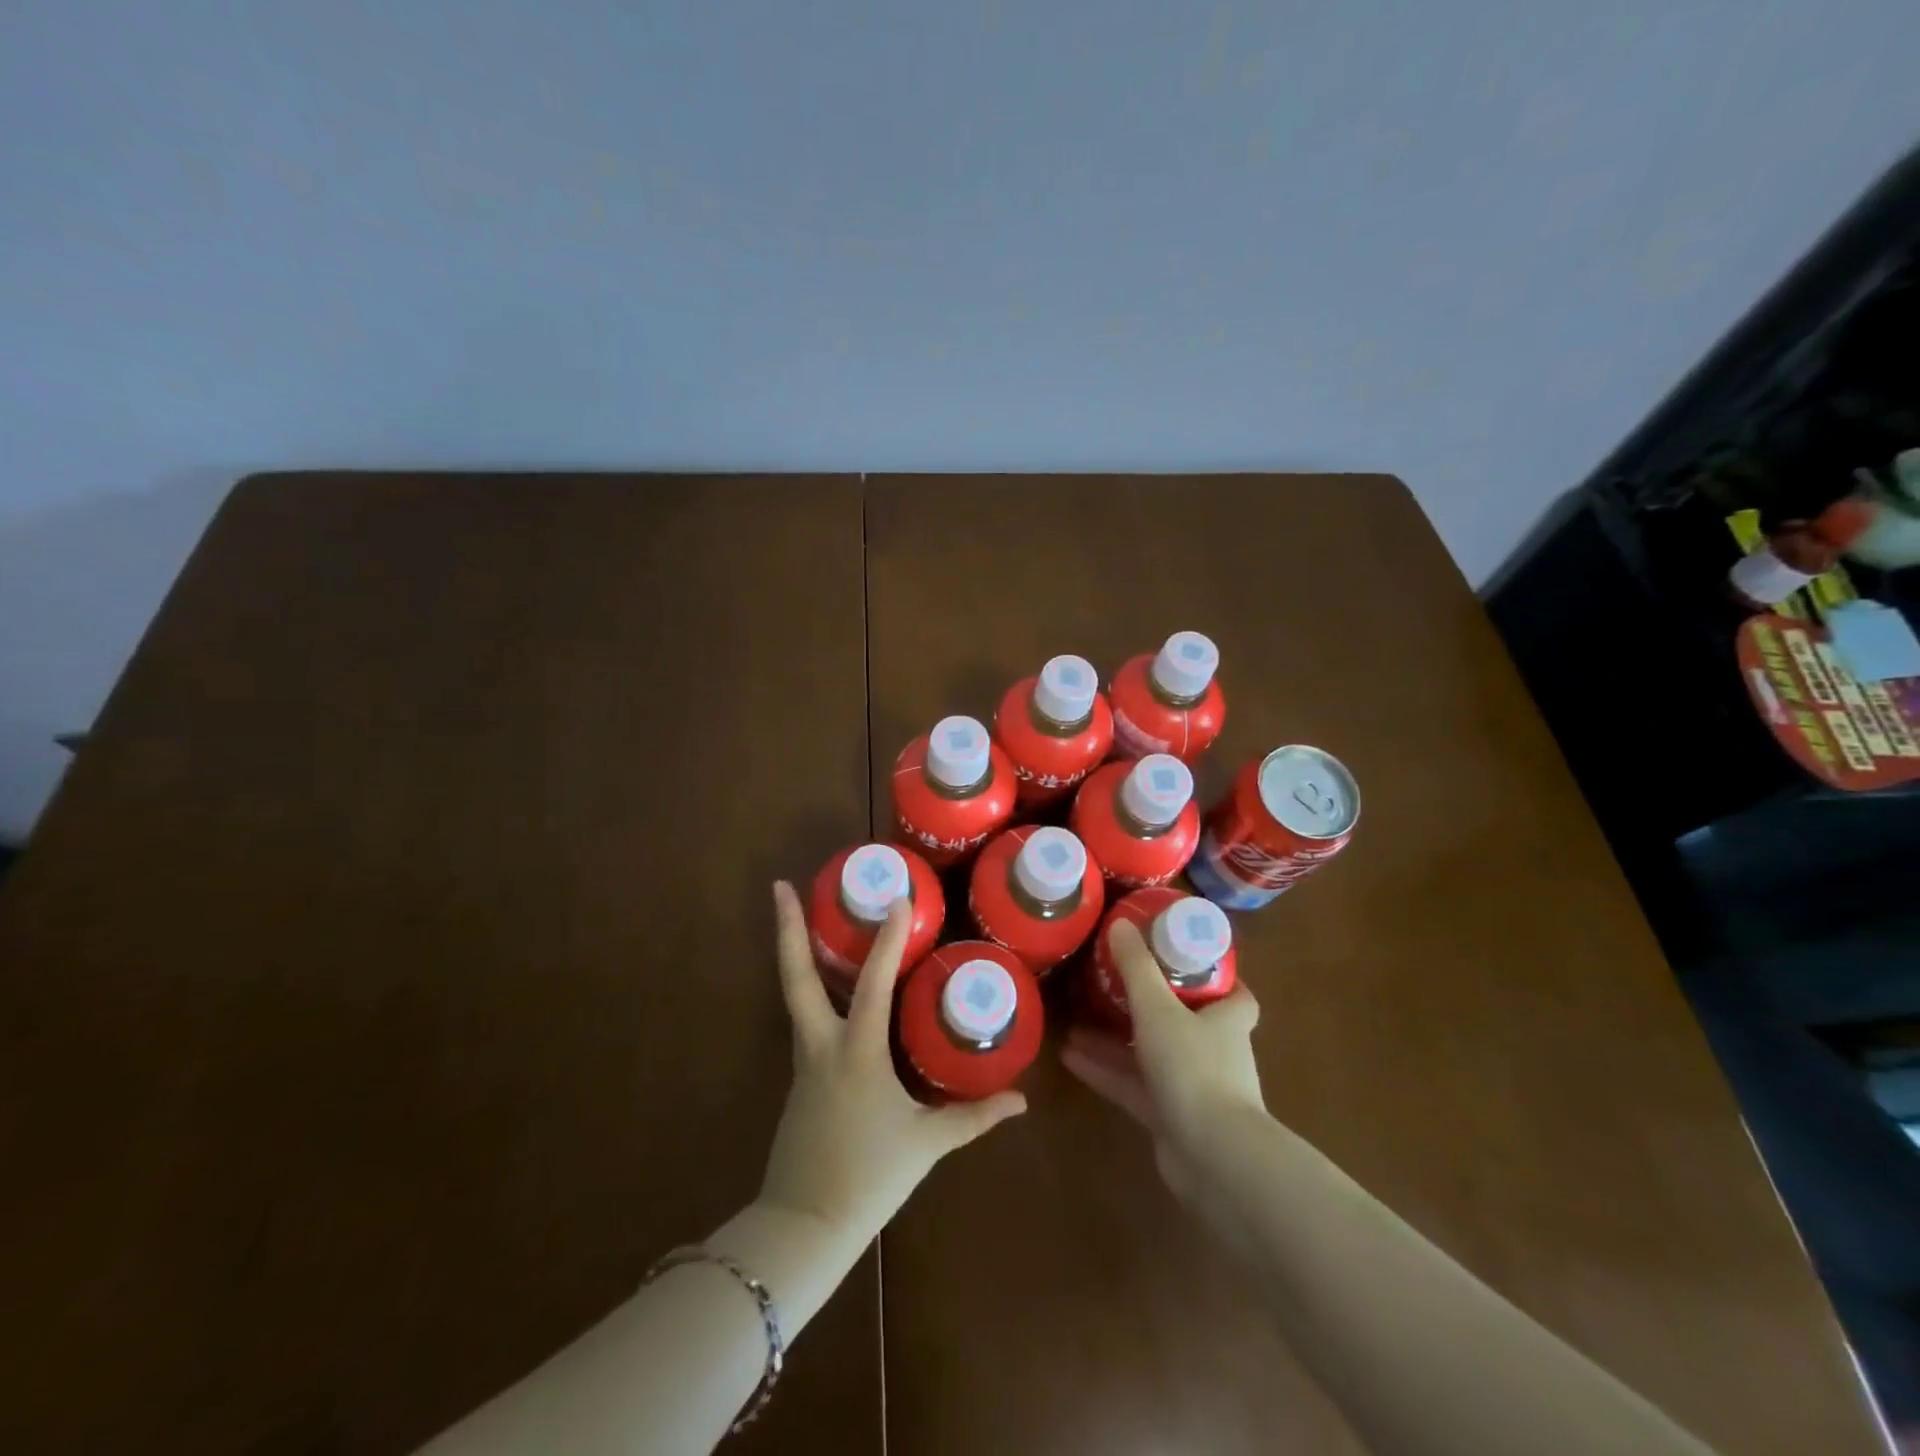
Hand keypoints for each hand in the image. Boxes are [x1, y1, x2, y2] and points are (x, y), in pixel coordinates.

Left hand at [757, 882, 1025, 1250]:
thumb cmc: (869, 1177)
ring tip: (796, 919)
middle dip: (789, 928)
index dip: (887, 938)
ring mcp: (803, 1060)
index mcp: (857, 1051)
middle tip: (781, 886)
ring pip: (794, 995)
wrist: (803, 1226)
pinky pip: (804, 1020)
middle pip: (796, 976)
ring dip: (793, 953)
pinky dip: (809, 991)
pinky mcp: (798, 1078)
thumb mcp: (927, 1144)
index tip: (896, 898)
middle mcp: (822, 1044)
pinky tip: (825, 989)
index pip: (874, 982)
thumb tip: (1021, 1101)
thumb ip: (974, 1118)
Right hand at [1061, 919, 1264, 1202]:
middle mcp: (1214, 1050)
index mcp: (1226, 1019)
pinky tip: (1069, 1057)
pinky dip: (1105, 1071)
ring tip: (1074, 1020)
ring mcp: (1192, 1087)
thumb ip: (1136, 968)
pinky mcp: (1170, 1117)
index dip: (1212, 976)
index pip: (1233, 993)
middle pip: (1183, 1020)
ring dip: (1115, 1039)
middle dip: (1147, 1004)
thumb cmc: (1194, 1068)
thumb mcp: (1158, 1008)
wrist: (1213, 1157)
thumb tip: (1120, 923)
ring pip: (1150, 1053)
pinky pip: (1134, 1085)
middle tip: (1111, 984)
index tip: (1180, 959)